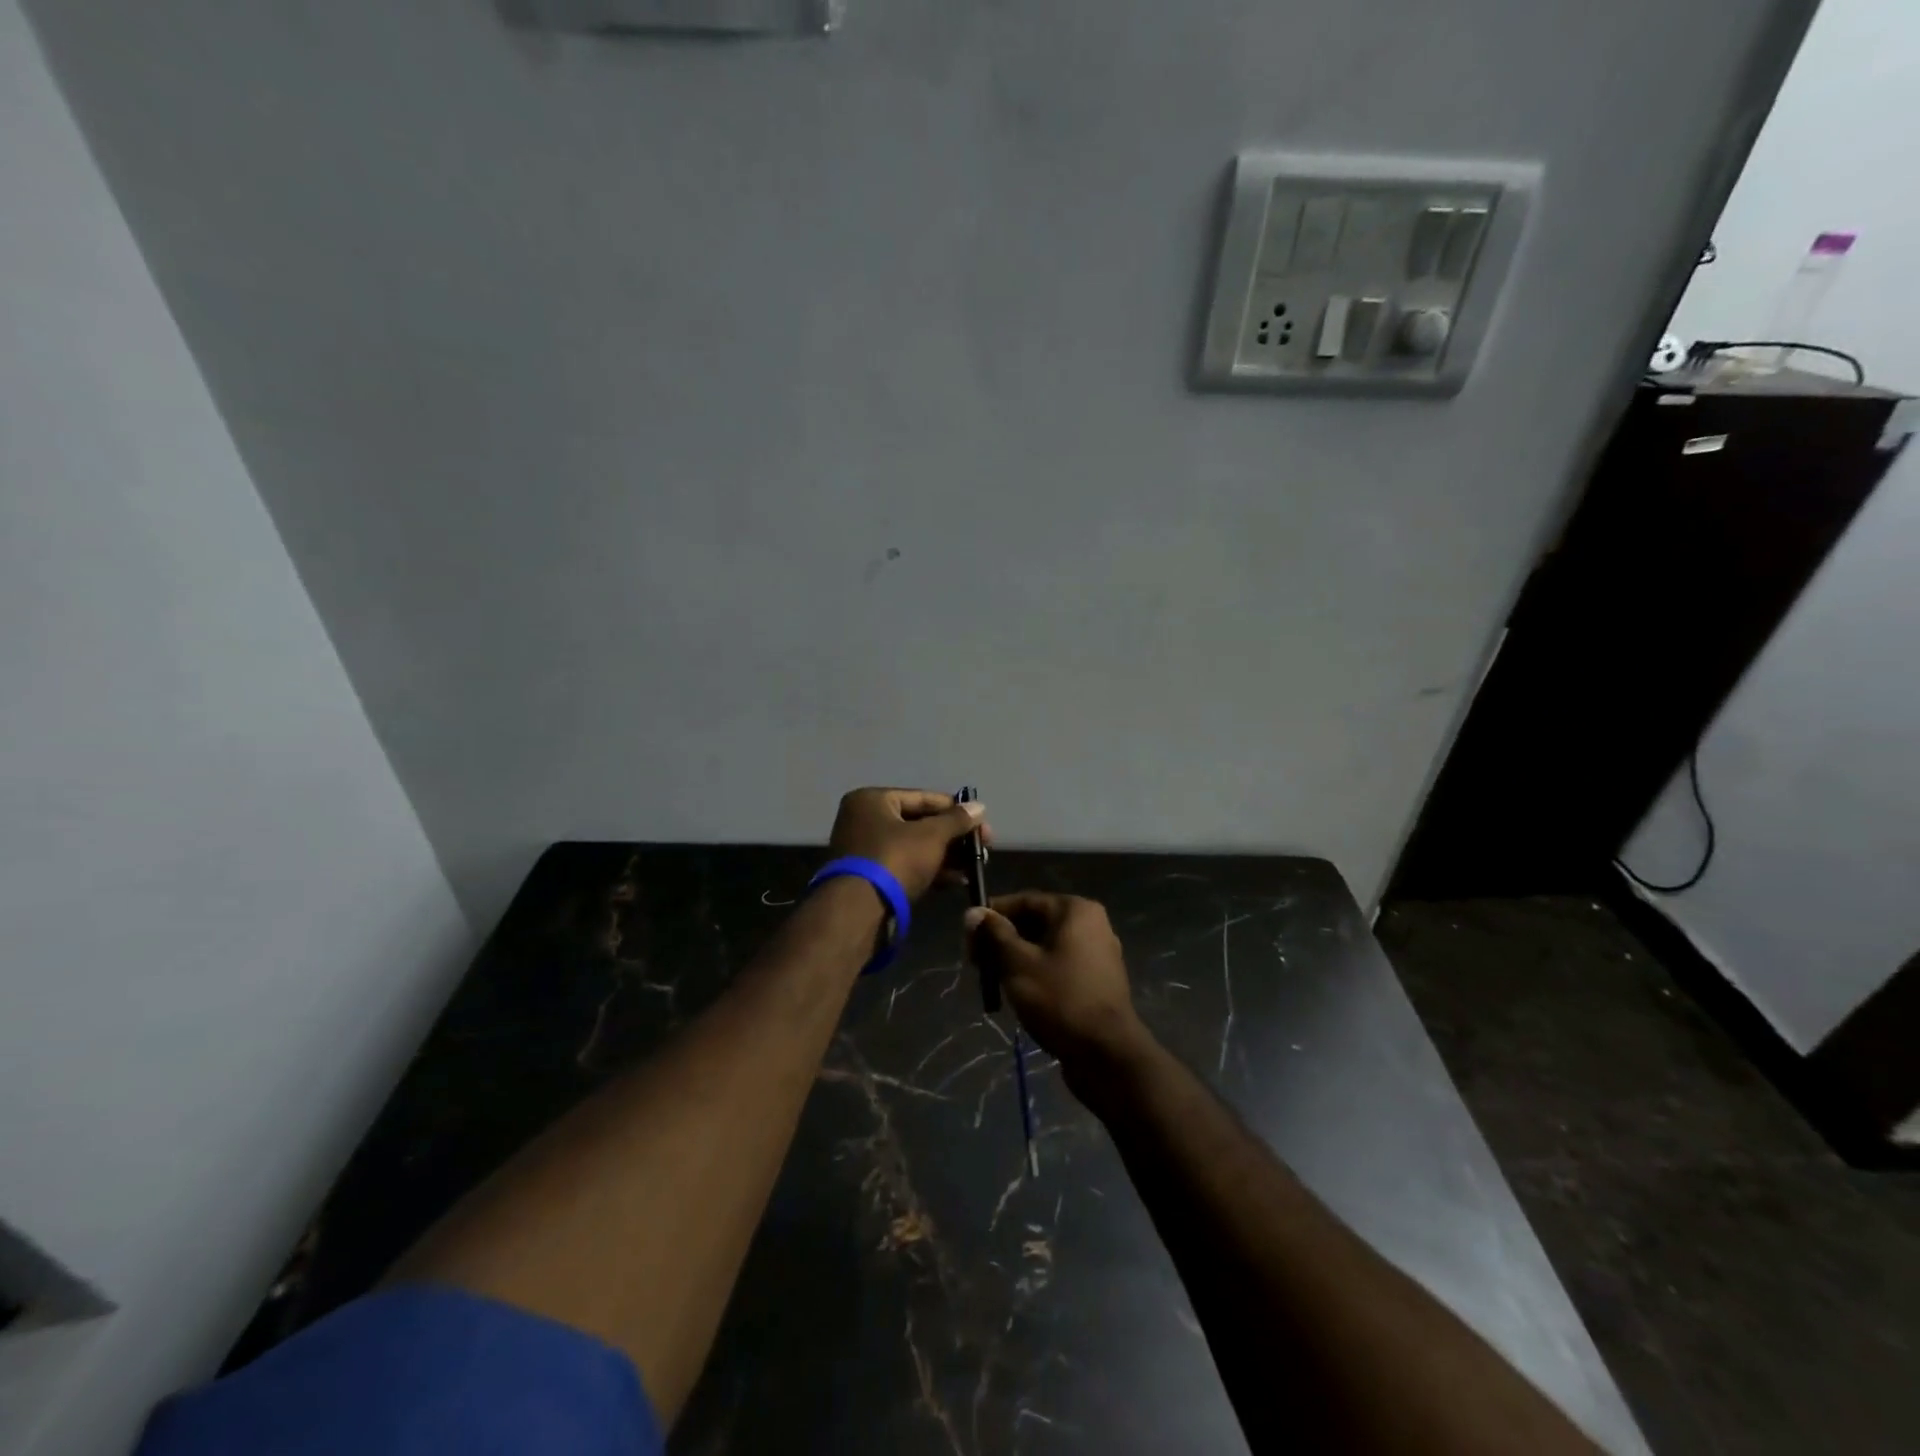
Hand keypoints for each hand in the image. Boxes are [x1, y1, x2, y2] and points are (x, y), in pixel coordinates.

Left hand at [828, 788, 987, 901]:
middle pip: (918, 823)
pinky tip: (957, 880)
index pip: (922, 798)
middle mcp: (863, 820)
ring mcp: (864, 851)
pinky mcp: (870, 878)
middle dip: (952, 837)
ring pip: (913, 847)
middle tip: (981, 847)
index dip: (955, 809)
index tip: (981, 822)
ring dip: (945, 856)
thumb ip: (957, 820)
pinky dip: (930, 870)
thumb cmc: (895, 859)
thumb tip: (979, 807)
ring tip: (974, 866)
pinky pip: (906, 866)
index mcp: (871, 800)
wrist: (859, 911)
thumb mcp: (932, 836)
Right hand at [964, 893, 1144, 1066]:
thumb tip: (973, 912)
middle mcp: (1092, 924)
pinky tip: (1021, 994)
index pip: (1024, 901)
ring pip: (1046, 946)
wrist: (1107, 1054)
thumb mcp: (1018, 963)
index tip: (968, 938)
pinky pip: (1060, 965)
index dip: (992, 916)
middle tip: (978, 964)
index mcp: (1075, 910)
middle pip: (1036, 922)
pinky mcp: (1098, 980)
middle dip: (1003, 940)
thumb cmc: (1059, 999)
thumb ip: (994, 934)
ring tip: (995, 982)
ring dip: (1018, 959)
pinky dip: (1038, 973)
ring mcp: (1098, 953)